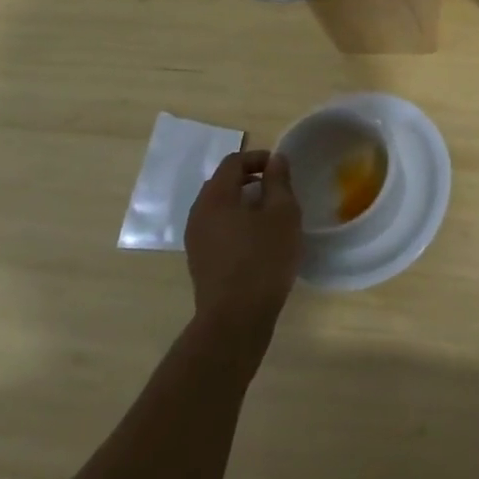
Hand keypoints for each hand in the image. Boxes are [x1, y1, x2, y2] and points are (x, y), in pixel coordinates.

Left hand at [184, 151, 301, 339]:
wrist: (235, 319)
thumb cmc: (263, 259)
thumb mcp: (282, 214)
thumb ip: (278, 182)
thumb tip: (275, 160)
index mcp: (216, 197)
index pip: (233, 162)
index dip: (258, 158)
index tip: (281, 169)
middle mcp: (198, 213)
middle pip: (222, 183)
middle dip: (250, 180)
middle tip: (277, 190)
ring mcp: (195, 240)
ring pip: (219, 208)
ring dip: (242, 203)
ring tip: (269, 216)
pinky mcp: (199, 261)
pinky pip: (217, 229)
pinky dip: (235, 223)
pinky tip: (257, 241)